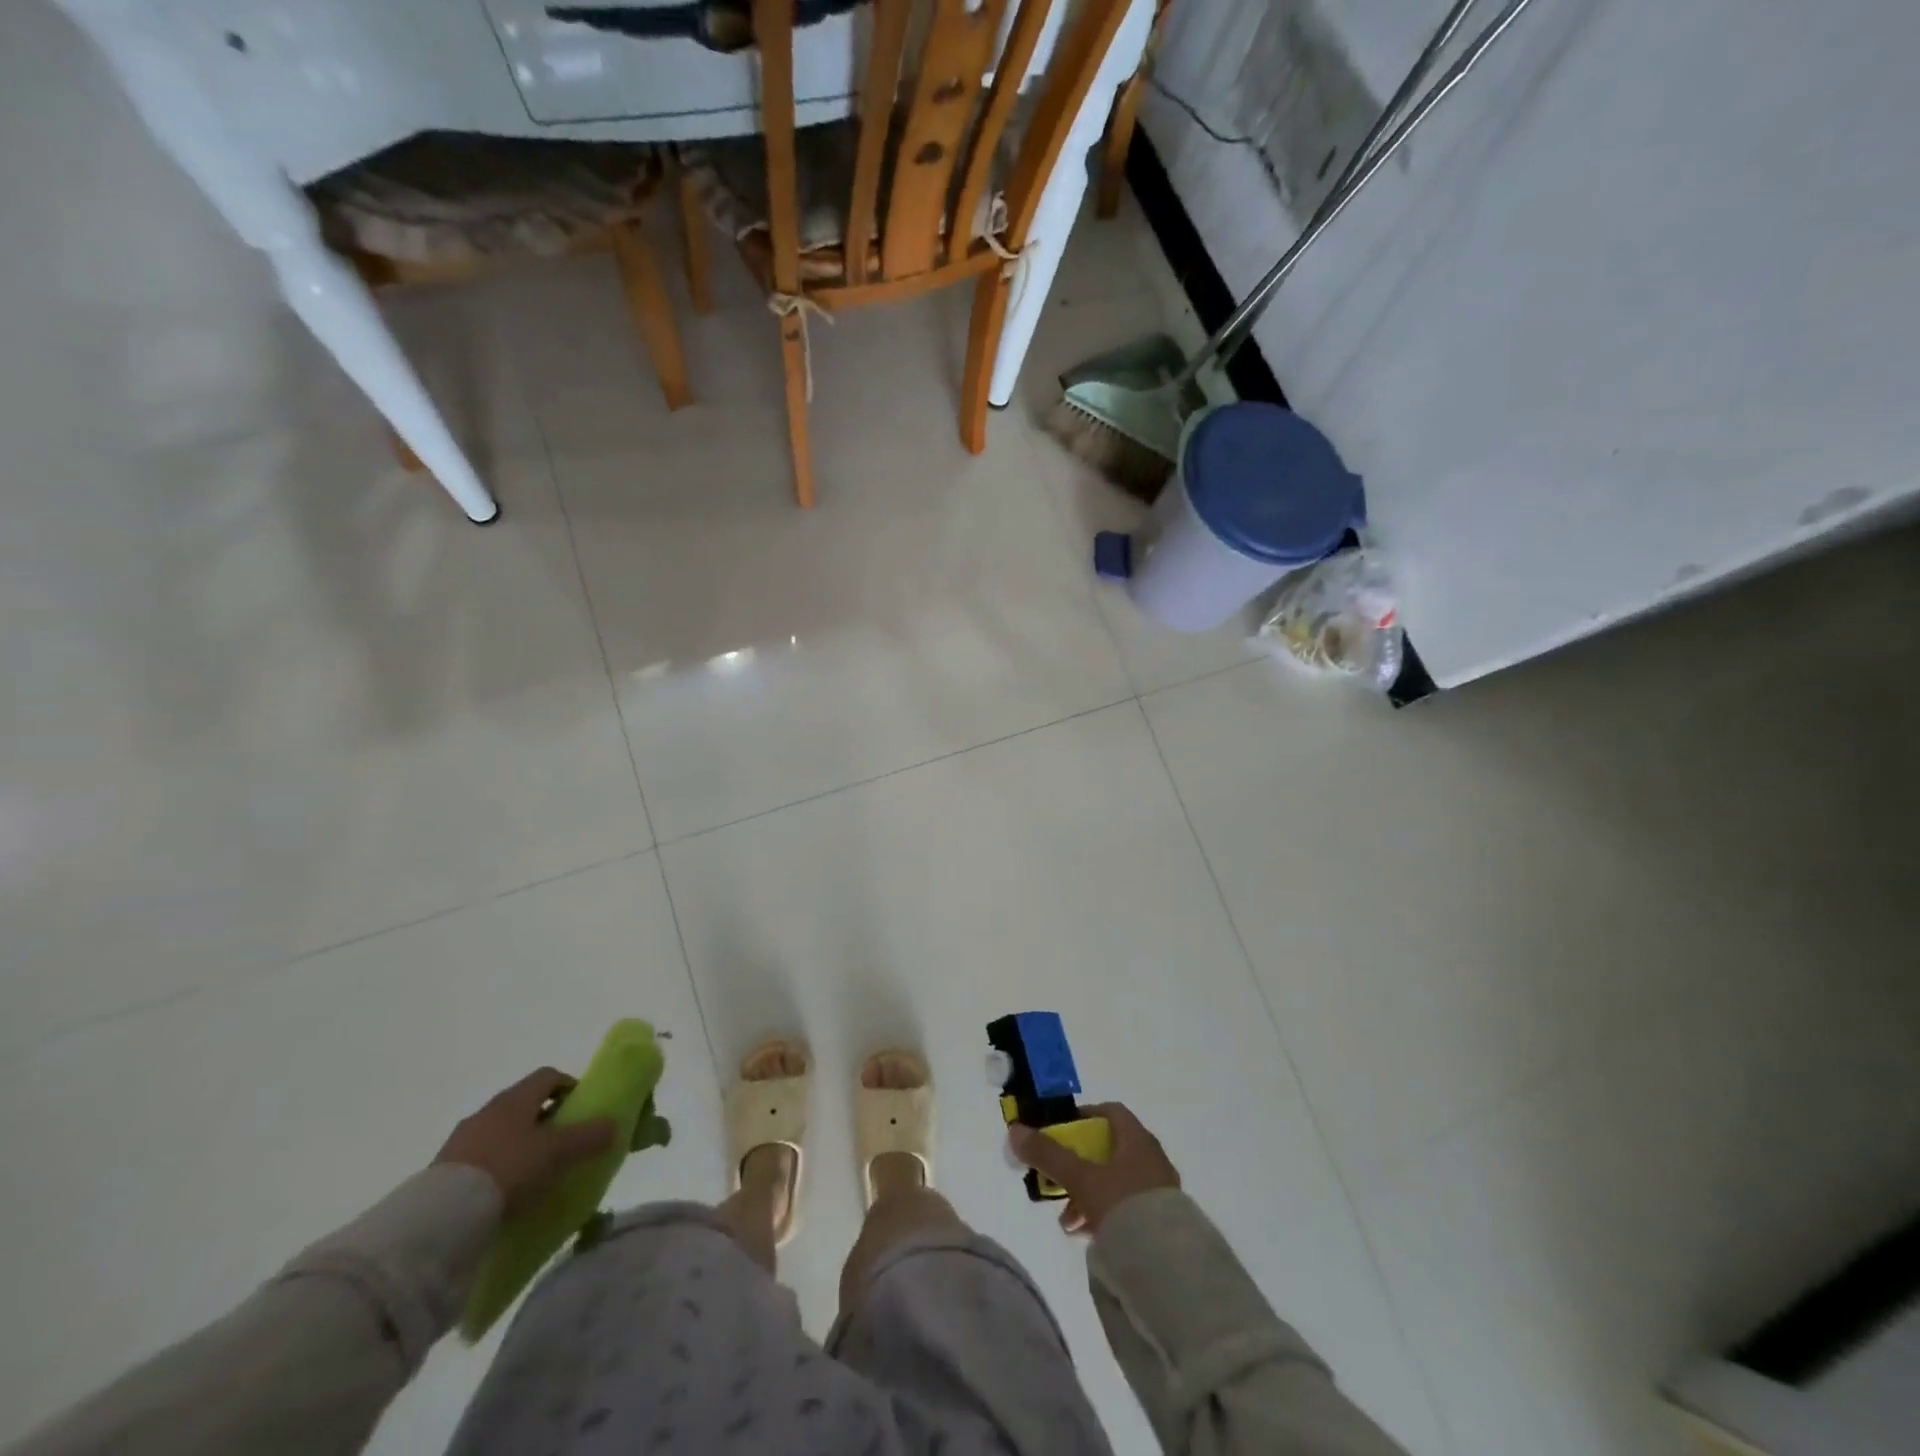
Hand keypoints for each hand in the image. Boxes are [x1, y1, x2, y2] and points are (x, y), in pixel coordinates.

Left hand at [433, 1068, 616, 1215]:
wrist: (442, 1218)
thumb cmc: (510, 1169)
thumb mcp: (560, 1152)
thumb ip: (590, 1136)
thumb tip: (613, 1124)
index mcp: (516, 1098)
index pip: (548, 1076)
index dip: (568, 1086)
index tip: (581, 1108)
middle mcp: (487, 1111)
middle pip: (523, 1104)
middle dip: (545, 1118)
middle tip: (563, 1143)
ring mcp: (461, 1142)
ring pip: (500, 1132)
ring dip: (518, 1145)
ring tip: (534, 1173)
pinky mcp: (442, 1172)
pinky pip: (479, 1160)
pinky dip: (496, 1169)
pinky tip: (504, 1193)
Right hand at [1009, 1103, 1179, 1235]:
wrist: (1169, 1265)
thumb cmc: (1124, 1205)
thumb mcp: (1081, 1178)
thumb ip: (1049, 1155)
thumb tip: (1015, 1130)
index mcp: (1137, 1139)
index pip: (1110, 1112)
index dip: (1083, 1116)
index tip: (1061, 1131)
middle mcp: (1151, 1159)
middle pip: (1108, 1150)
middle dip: (1078, 1165)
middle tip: (1058, 1181)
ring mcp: (1158, 1191)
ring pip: (1115, 1182)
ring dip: (1087, 1194)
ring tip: (1068, 1221)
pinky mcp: (1161, 1222)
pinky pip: (1126, 1208)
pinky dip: (1104, 1214)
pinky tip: (1087, 1234)